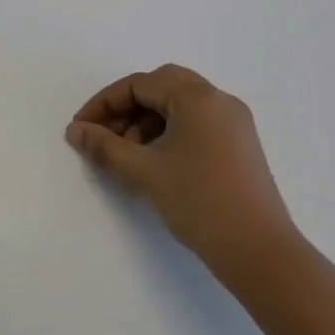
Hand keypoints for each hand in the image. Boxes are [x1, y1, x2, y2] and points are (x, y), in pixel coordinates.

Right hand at [67, 64, 301, 284]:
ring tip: (126, 155)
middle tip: (103, 136)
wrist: (258, 250)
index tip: (80, 129)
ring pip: (179, 106)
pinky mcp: (239, 144)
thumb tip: (76, 131)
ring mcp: (234, 122)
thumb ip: (105, 146)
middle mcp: (219, 100)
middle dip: (126, 108)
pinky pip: (196, 123)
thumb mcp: (144, 172)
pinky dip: (169, 132)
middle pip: (161, 87)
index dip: (104, 103)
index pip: (140, 84)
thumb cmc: (199, 202)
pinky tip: (154, 161)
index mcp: (198, 97)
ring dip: (146, 121)